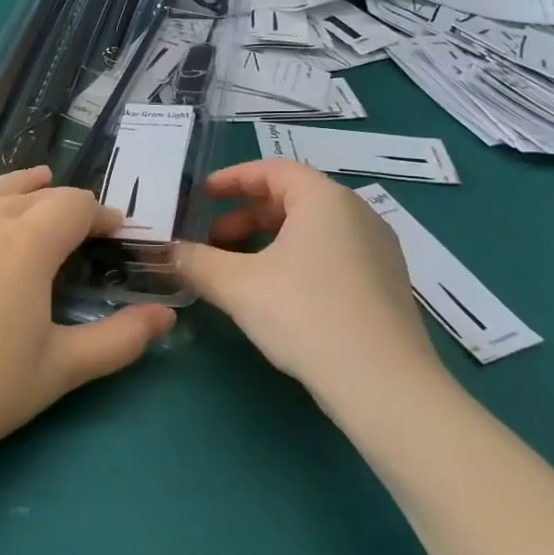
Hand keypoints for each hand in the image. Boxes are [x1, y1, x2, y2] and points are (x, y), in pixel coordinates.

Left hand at [0, 167, 174, 472]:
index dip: (102, 215)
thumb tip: (167, 317)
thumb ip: (121, 339)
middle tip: (85, 224)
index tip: (118, 231)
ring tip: (40, 183)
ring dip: (22, 186)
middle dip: (67, 203)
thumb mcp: (64, 367)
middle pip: (34, 194)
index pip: (74, 207)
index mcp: (26, 243)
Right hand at [175, 160, 442, 401]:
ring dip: (267, 241)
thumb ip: (195, 261)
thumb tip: (169, 252)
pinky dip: (295, 261)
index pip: (273, 170)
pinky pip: (331, 255)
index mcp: (325, 200)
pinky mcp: (385, 286)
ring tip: (237, 271)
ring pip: (311, 230)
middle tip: (211, 241)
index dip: (231, 179)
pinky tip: (275, 296)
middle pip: (292, 199)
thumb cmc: (305, 314)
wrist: (383, 384)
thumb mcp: (236, 285)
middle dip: (244, 216)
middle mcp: (358, 215)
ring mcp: (378, 251)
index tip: (200, 196)